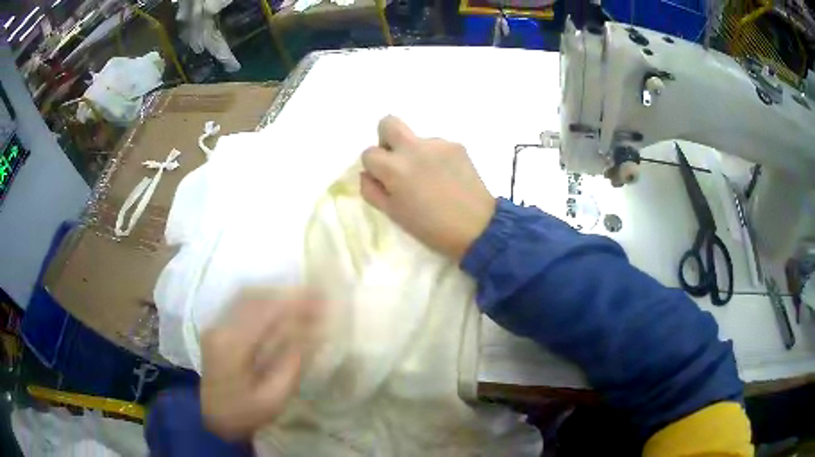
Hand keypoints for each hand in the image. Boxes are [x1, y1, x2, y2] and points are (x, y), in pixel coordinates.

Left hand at [200, 289, 320, 439]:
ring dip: (277, 294)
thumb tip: (311, 336)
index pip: (265, 313)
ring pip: (247, 296)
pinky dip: (265, 299)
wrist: (213, 417)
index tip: (322, 301)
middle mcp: (220, 328)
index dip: (294, 303)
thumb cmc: (244, 413)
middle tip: (317, 297)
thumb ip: (291, 366)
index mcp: (232, 347)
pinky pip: (242, 303)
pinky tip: (280, 304)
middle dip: (288, 295)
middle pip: (255, 298)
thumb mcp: (273, 399)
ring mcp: (216, 325)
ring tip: (303, 299)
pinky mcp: (218, 327)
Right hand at [360, 116, 495, 259]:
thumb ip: (372, 190)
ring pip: (416, 139)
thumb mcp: (393, 214)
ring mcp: (438, 144)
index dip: (373, 167)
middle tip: (397, 162)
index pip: (368, 152)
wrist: (477, 227)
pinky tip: (447, 178)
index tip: (384, 180)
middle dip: (386, 138)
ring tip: (432, 180)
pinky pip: (437, 146)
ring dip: (416, 153)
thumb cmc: (430, 227)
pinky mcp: (457, 146)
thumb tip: (367, 174)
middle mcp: (414, 148)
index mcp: (394, 167)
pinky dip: (436, 158)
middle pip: (388, 122)